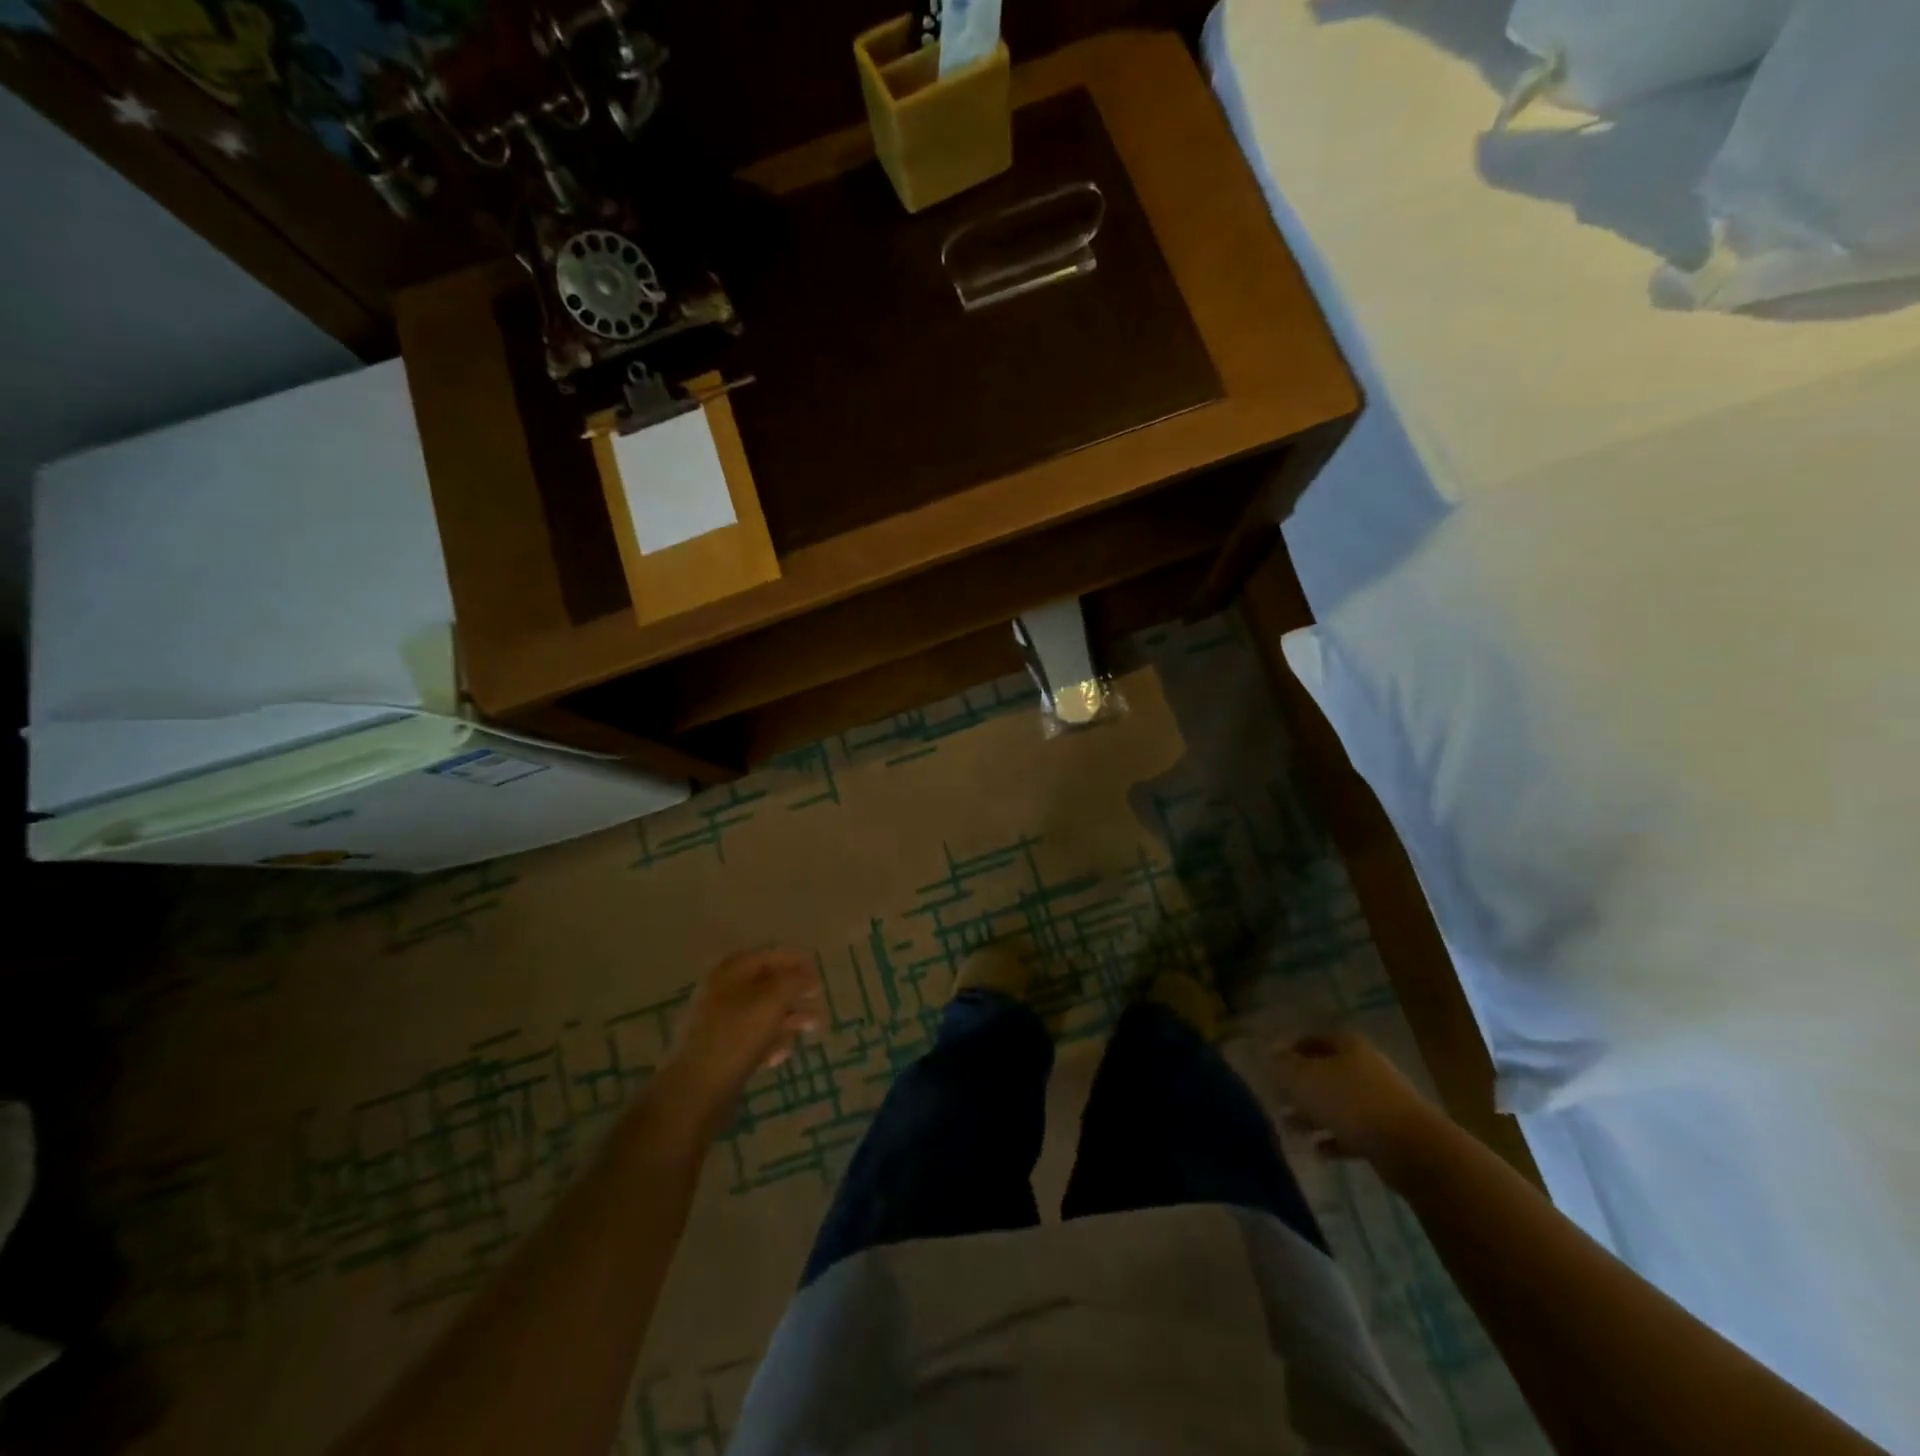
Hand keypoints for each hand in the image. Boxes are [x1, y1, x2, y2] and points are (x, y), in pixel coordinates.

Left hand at [664, 949, 822, 1111]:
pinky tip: (783, 1054)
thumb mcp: (771, 1002)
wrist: (695, 1091)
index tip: (817, 968)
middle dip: (794, 991)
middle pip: (765, 984)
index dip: (793, 959)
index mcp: (729, 973)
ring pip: (761, 1013)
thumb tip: (808, 973)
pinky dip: (770, 1041)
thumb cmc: (736, 1036)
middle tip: (817, 997)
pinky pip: (752, 1038)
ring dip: (788, 1017)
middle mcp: (722, 992)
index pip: (766, 956)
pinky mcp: (721, 1051)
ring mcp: (719, 1023)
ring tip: (812, 1026)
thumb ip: (793, 982)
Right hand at [1272, 1031, 1449, 1183]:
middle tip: (1277, 1100)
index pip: (1312, 1039)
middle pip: (1325, 1072)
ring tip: (1290, 1129)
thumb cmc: (1352, 1102)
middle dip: (1300, 1087)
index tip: (1271, 1067)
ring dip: (1313, 1115)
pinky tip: (1317, 1151)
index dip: (1290, 1050)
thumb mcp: (1306, 1079)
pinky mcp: (1389, 1133)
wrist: (1413, 1149)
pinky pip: (1354, 1131)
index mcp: (1348, 1046)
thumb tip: (1270, 1050)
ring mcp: (1380, 1101)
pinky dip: (1334, 1138)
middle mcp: (1366, 1067)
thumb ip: (1285, 1065)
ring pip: (1338, 1103)